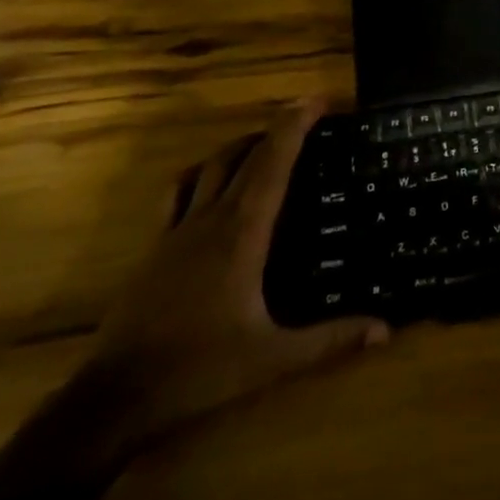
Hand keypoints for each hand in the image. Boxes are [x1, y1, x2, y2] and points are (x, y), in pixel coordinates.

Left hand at [82, 102, 387, 453]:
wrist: (114, 399)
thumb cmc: (199, 371)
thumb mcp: (273, 359)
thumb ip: (330, 340)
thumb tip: (385, 330)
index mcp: (241, 233)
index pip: (272, 163)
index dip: (295, 125)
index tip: (318, 100)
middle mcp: (209, 220)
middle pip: (242, 155)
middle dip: (275, 128)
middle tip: (305, 118)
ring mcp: (175, 231)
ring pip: (207, 167)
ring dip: (238, 147)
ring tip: (264, 145)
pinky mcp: (153, 248)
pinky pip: (177, 193)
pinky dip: (200, 175)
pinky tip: (209, 186)